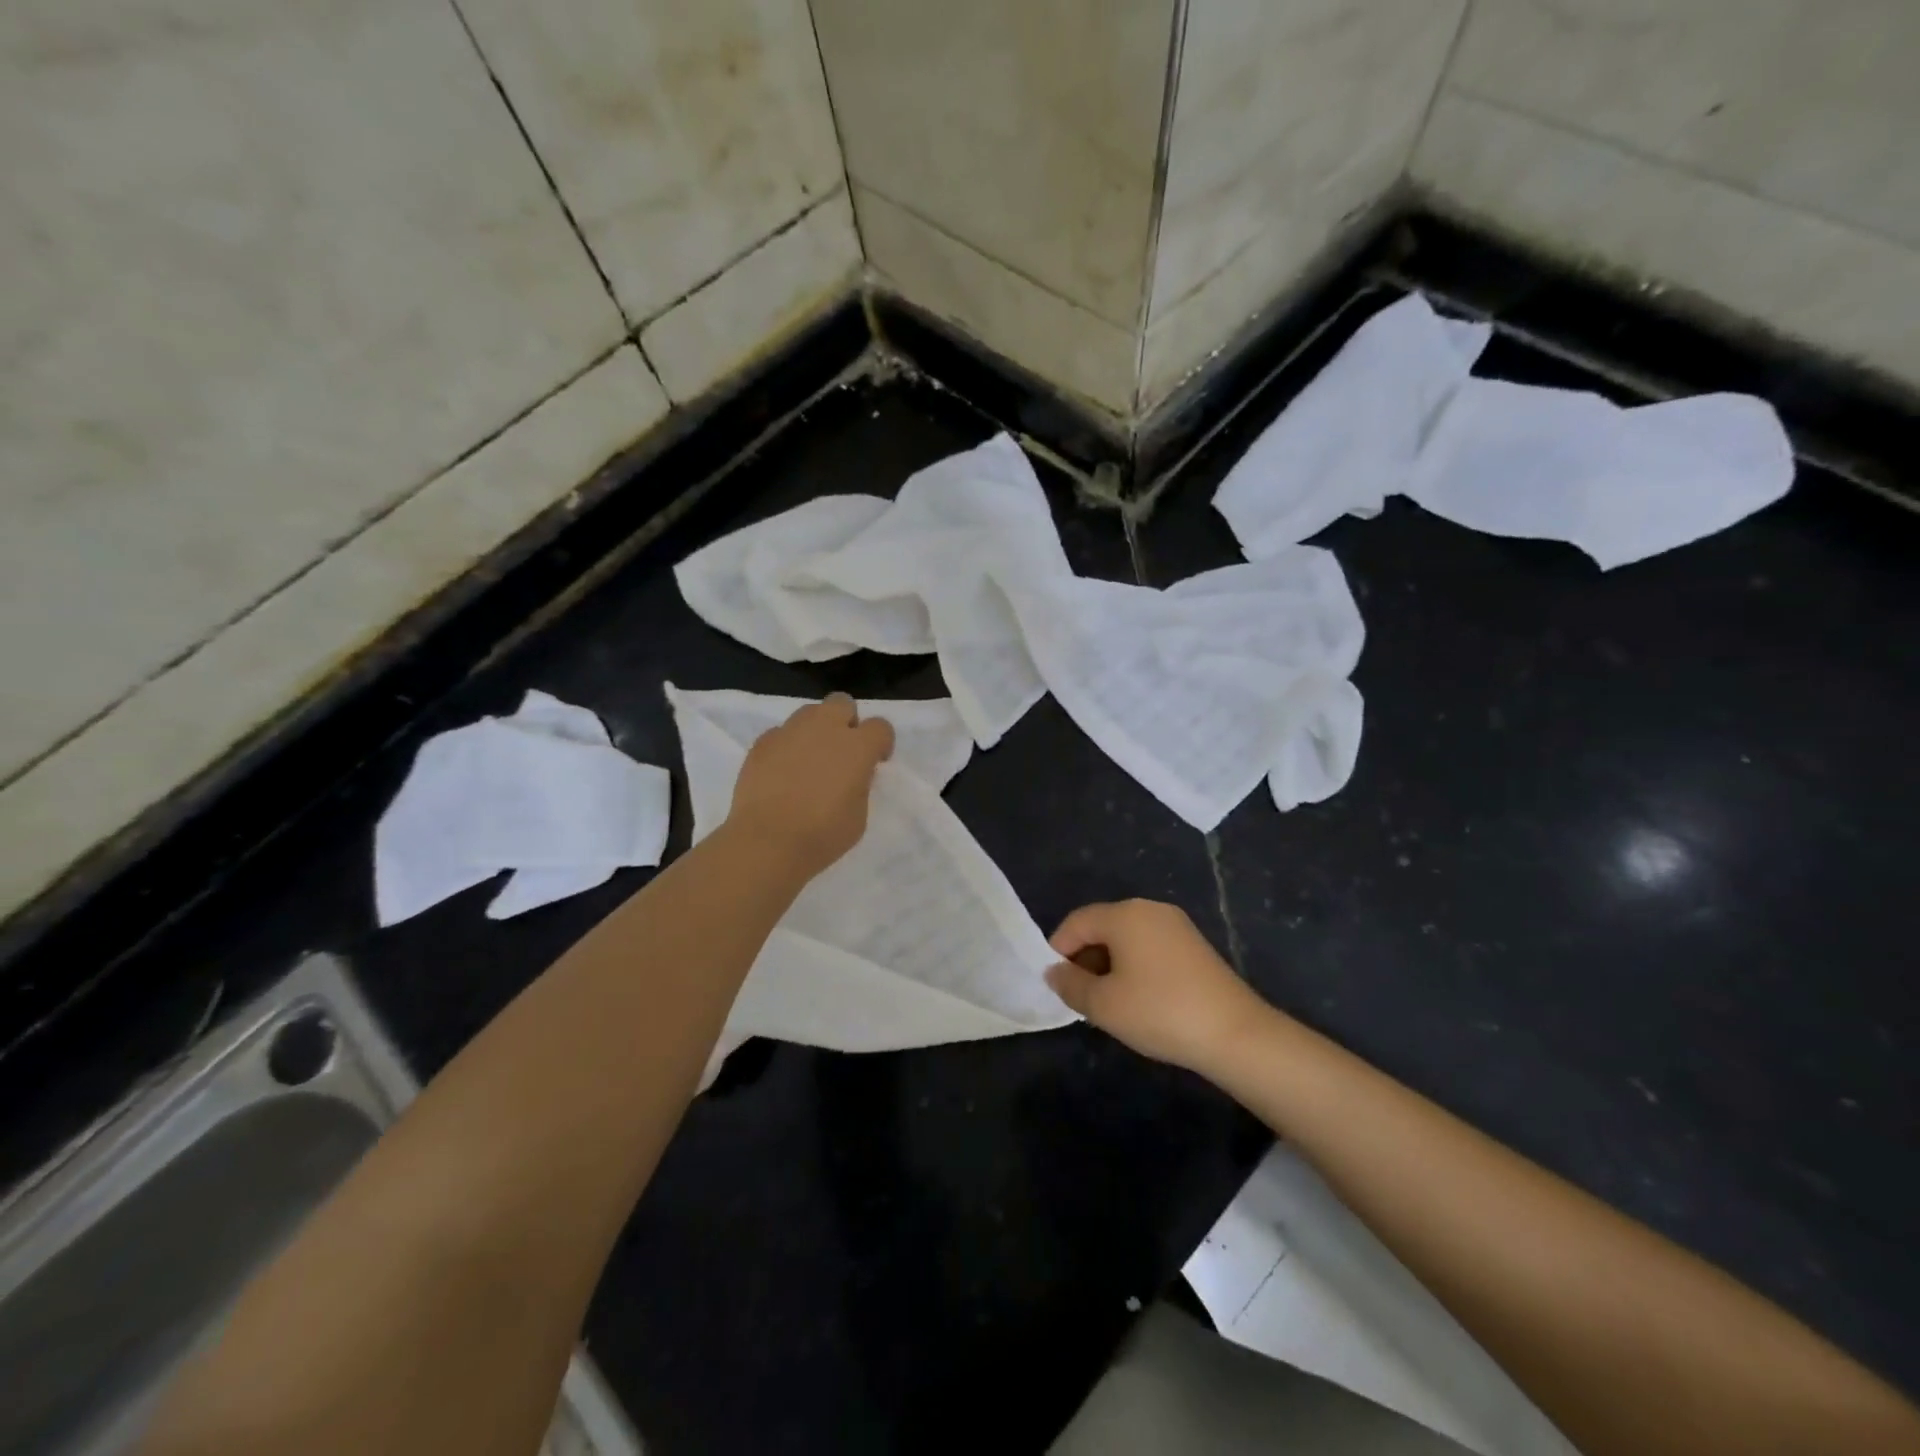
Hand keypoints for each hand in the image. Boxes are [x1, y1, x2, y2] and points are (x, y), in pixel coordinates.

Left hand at [725, 694, 893, 874]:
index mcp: (857, 747)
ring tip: (809, 760)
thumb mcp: (859, 815)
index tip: (876, 762)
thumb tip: (852, 774)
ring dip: (816, 730)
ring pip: (809, 713)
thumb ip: (860, 785)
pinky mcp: (762, 742)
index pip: (880, 726)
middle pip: (842, 703)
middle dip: (846, 721)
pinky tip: (782, 772)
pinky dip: (787, 746)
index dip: (881, 743)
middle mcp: (825, 728)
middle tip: (841, 751)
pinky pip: (781, 733)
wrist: (767, 842)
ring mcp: (790, 732)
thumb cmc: (822, 835)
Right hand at [1046, 899, 1267, 1074]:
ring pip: (1126, 939)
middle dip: (1084, 959)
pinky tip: (1139, 1000)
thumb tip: (1054, 972)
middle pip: (1102, 927)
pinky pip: (1149, 948)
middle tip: (1080, 997)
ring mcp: (1176, 926)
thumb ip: (1070, 985)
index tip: (1056, 984)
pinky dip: (1134, 967)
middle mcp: (1150, 909)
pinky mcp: (1194, 946)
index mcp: (1124, 914)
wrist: (1236, 1034)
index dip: (1058, 950)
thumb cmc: (1159, 1012)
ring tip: (1108, 1003)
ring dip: (1109, 965)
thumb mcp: (1104, 1005)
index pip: (1077, 922)